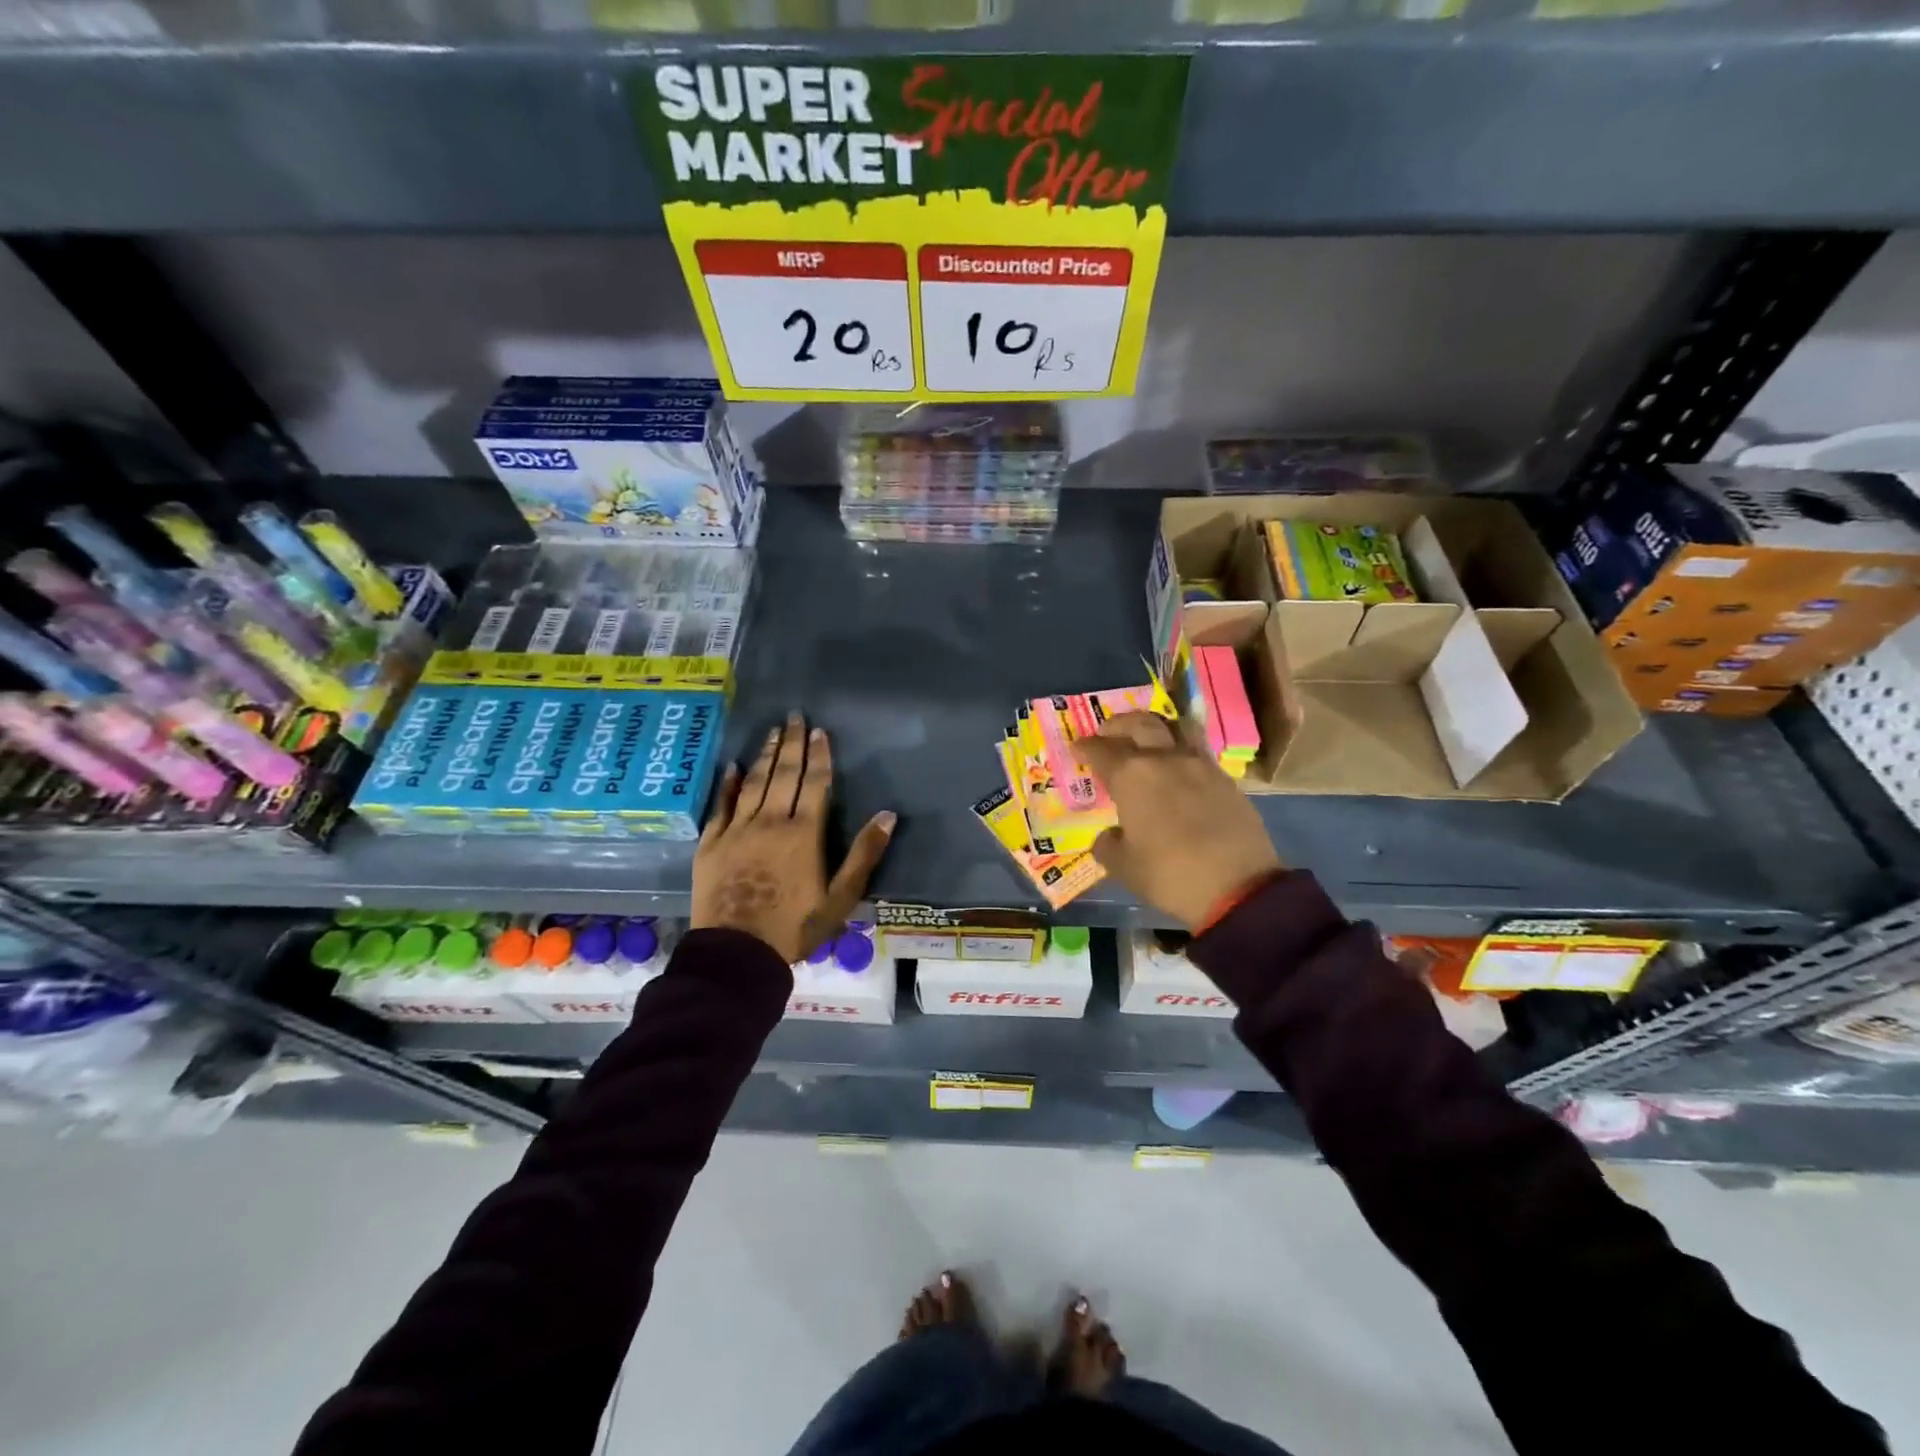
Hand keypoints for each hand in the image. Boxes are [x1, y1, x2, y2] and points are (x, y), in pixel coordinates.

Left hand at [692, 712, 895, 962]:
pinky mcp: (712, 844)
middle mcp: (769, 822)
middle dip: (792, 744)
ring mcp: (737, 830)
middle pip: (783, 775)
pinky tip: (733, 767)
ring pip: (754, 783)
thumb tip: (887, 814)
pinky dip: (728, 784)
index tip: (820, 731)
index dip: (819, 756)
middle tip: (795, 716)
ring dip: (766, 756)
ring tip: (773, 731)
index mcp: (803, 833)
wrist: (737, 953)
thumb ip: (863, 854)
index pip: (814, 784)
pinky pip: (721, 806)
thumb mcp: (840, 898)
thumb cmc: (795, 927)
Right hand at [1077, 712, 1282, 929]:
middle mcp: (1164, 758)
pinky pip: (1197, 750)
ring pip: (1175, 728)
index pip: (1101, 750)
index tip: (1077, 748)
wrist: (1238, 887)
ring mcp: (1199, 764)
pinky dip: (1180, 750)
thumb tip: (1111, 834)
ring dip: (1155, 728)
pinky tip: (1177, 770)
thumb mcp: (1123, 867)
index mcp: (1131, 776)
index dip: (1085, 747)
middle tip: (1109, 734)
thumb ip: (1108, 844)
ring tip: (1147, 741)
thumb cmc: (1169, 875)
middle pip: (1139, 724)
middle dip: (1119, 725)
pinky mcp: (1224, 778)